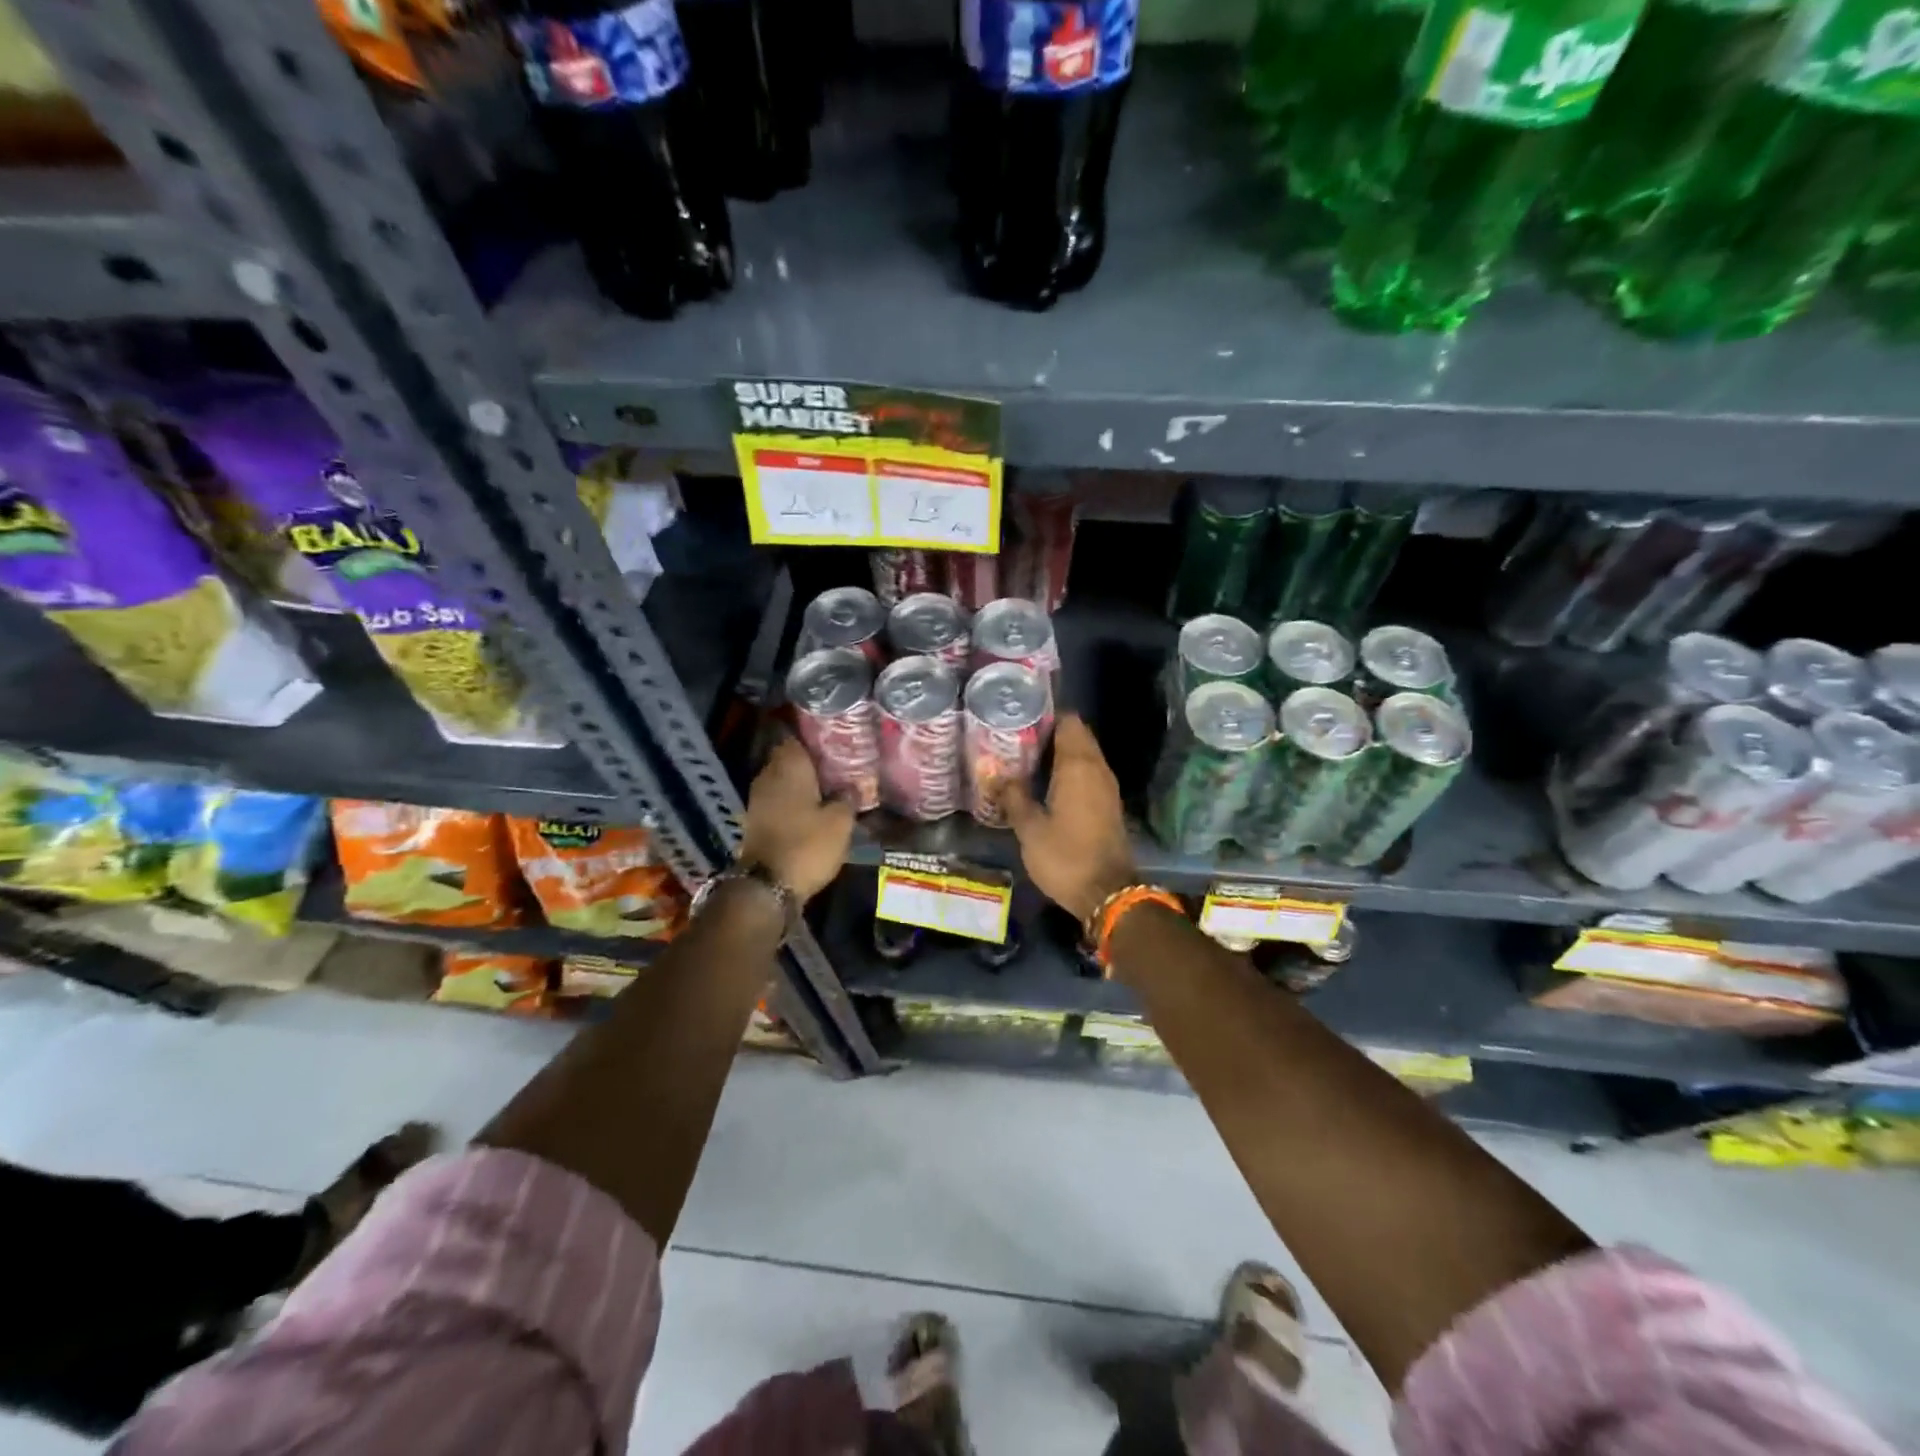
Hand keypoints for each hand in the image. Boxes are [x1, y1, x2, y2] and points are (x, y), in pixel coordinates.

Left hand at [738, 738, 855, 901]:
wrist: (767, 886)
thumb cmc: (807, 845)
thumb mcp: (840, 822)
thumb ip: (848, 797)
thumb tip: (853, 786)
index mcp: (789, 766)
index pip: (797, 737)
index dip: (816, 738)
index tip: (835, 741)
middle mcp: (768, 775)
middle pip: (789, 758)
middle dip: (810, 761)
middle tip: (837, 765)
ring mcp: (758, 798)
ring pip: (783, 780)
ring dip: (801, 783)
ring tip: (828, 787)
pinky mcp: (755, 820)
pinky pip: (778, 800)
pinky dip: (792, 802)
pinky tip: (812, 809)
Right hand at [1000, 714, 1136, 924]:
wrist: (1108, 894)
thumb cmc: (1066, 857)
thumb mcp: (1030, 828)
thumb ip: (1012, 795)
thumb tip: (991, 771)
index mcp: (1078, 766)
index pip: (1069, 722)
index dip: (1046, 715)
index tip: (1020, 718)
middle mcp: (1097, 768)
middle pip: (1077, 736)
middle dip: (1050, 733)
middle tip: (1016, 739)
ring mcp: (1107, 786)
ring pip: (1084, 755)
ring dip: (1060, 753)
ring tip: (1026, 758)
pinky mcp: (1108, 804)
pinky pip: (1089, 774)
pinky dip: (1070, 771)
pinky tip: (1045, 783)